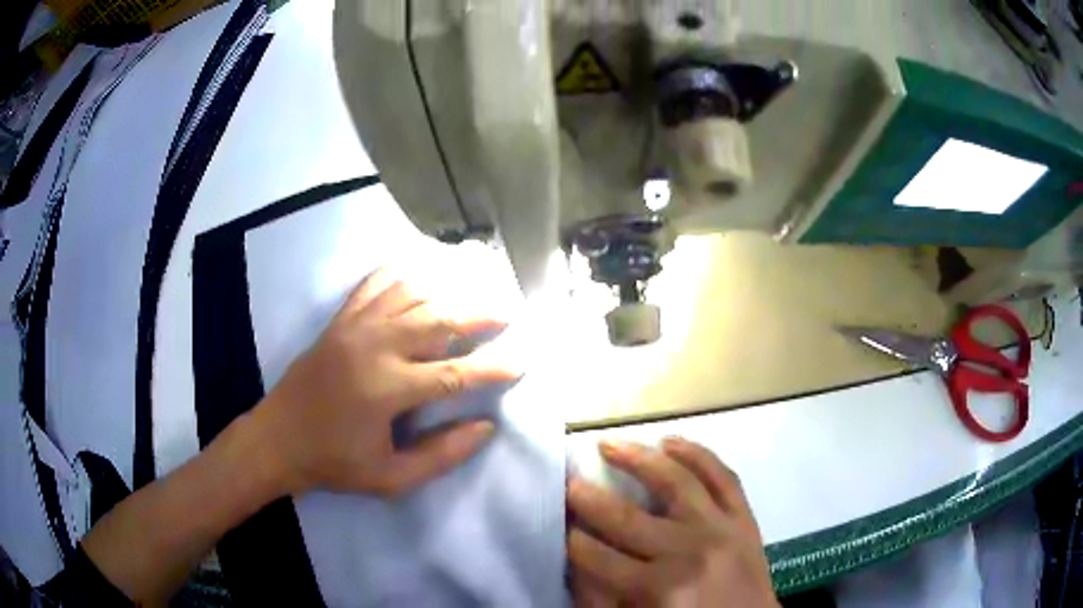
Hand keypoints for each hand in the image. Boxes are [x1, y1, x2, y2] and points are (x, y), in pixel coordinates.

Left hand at [252, 268, 518, 496]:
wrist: (277, 439)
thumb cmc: (334, 463)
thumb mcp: (391, 477)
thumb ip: (442, 455)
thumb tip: (485, 426)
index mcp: (388, 389)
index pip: (456, 373)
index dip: (494, 368)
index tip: (522, 361)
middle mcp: (374, 347)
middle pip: (439, 318)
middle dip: (479, 314)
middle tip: (507, 313)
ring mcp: (354, 327)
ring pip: (411, 293)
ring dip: (446, 291)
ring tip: (471, 295)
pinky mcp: (339, 320)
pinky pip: (375, 285)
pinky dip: (402, 275)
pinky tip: (420, 277)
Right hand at [568, 438, 776, 607]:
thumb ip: (600, 596)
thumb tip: (575, 560)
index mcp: (656, 587)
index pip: (597, 556)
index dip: (571, 539)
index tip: (558, 523)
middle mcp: (687, 552)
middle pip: (627, 518)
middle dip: (588, 499)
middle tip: (568, 481)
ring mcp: (721, 529)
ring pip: (677, 482)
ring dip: (638, 458)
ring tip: (610, 443)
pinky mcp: (745, 518)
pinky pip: (723, 476)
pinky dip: (697, 454)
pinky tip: (670, 442)